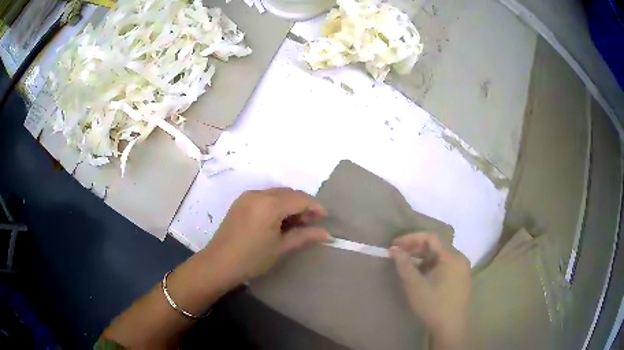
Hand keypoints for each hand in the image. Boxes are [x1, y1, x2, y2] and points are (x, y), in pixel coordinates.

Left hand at [203, 188, 330, 287]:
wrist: (218, 264)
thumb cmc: (252, 259)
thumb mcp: (281, 248)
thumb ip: (304, 236)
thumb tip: (326, 233)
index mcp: (269, 204)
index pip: (299, 199)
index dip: (315, 206)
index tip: (325, 217)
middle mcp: (258, 194)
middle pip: (288, 193)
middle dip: (303, 205)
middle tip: (311, 223)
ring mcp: (247, 196)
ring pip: (276, 193)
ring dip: (289, 204)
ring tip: (296, 223)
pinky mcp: (240, 202)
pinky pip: (265, 197)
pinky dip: (276, 204)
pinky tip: (279, 220)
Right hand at [389, 233, 470, 348]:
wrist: (450, 327)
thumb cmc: (433, 305)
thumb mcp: (414, 285)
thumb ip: (404, 265)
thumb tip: (394, 249)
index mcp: (451, 257)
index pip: (430, 238)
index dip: (411, 238)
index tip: (394, 245)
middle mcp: (459, 258)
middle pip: (436, 246)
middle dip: (415, 248)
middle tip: (398, 255)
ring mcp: (462, 269)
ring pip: (439, 256)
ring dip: (422, 258)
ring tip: (407, 266)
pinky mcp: (461, 278)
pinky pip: (444, 265)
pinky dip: (431, 266)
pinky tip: (421, 276)